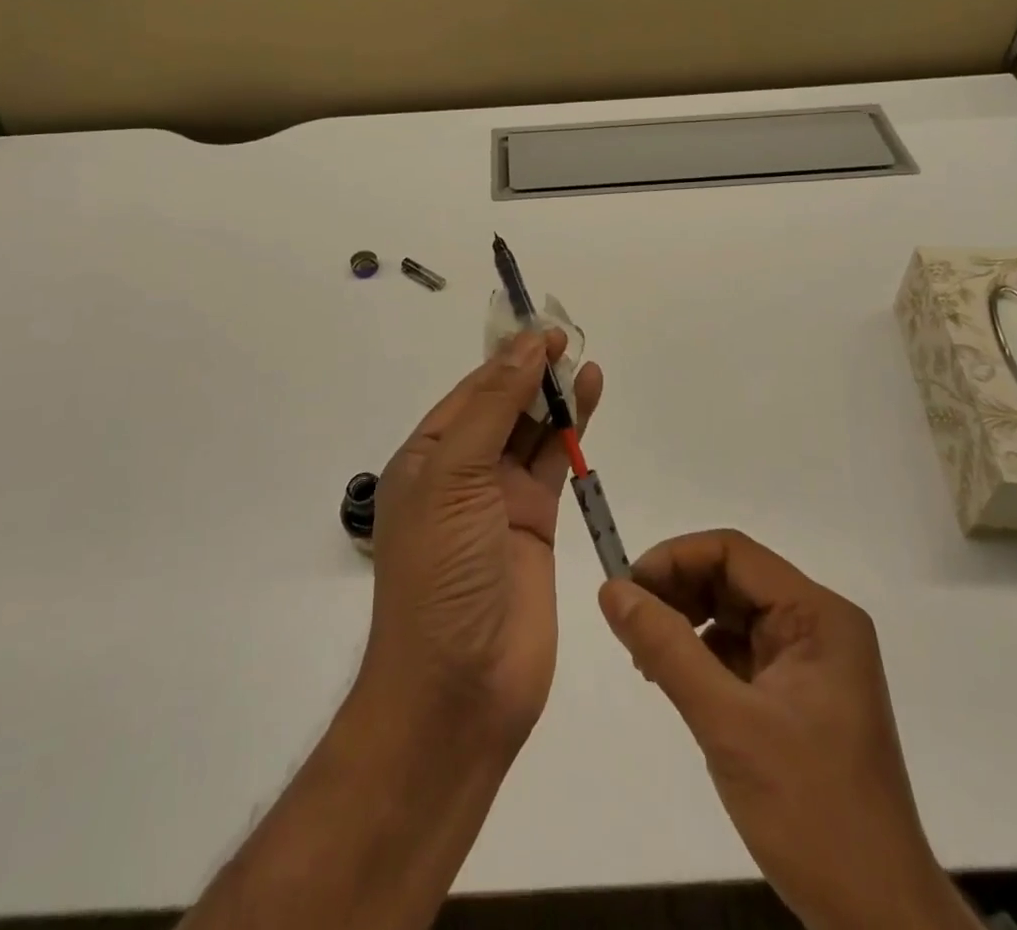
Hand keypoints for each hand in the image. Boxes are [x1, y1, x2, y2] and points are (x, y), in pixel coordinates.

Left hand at [362, 330, 603, 752]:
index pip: (470, 391)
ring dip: (555, 395)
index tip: (541, 328)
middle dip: (532, 372)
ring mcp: (500, 498)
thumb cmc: (440, 571)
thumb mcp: (454, 476)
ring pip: (532, 430)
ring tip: (584, 359)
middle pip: (502, 405)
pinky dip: (573, 429)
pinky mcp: (537, 522)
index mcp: (426, 457)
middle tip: (568, 337)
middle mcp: (461, 472)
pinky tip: (590, 397)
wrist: (459, 688)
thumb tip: (525, 346)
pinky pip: (555, 462)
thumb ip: (493, 407)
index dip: (506, 357)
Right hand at [600, 531, 976, 929]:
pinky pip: (740, 651)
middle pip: (732, 579)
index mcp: (818, 615)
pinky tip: (674, 680)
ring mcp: (810, 661)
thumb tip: (611, 590)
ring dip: (685, 624)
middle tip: (628, 626)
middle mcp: (818, 625)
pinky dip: (701, 656)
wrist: (878, 920)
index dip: (675, 559)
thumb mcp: (728, 724)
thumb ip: (667, 649)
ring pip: (732, 614)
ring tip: (645, 658)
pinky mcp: (798, 694)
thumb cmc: (812, 812)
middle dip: (677, 592)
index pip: (734, 553)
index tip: (627, 589)